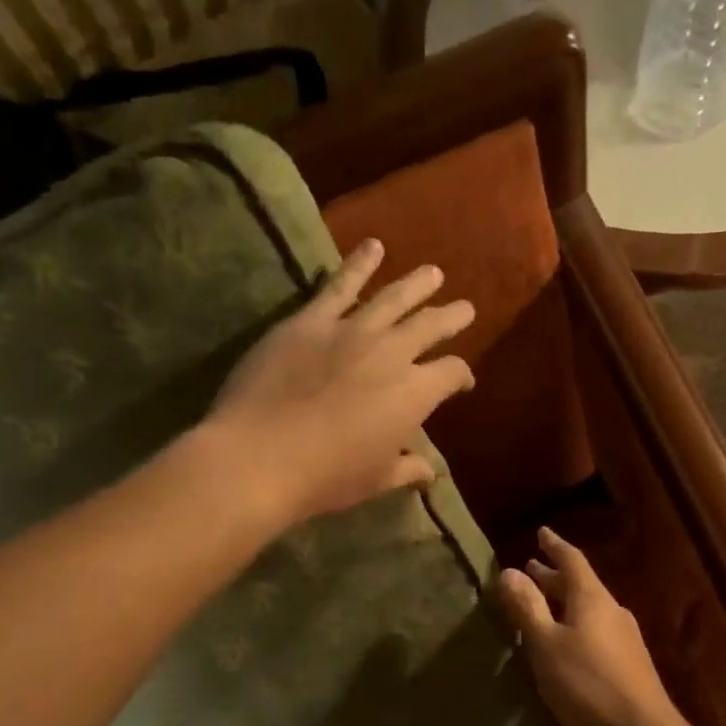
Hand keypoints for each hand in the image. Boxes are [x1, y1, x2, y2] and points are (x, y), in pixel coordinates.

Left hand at [205, 239, 474, 527]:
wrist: (261, 457)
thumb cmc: (327, 476)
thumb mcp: (376, 479)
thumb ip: (407, 469)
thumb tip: (430, 472)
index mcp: (415, 394)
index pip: (452, 373)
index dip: (462, 376)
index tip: (462, 382)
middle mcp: (392, 353)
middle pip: (431, 326)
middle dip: (451, 317)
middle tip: (465, 309)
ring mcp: (351, 330)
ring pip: (394, 297)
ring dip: (417, 284)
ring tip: (433, 273)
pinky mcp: (311, 320)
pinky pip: (341, 285)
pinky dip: (359, 263)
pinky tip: (373, 246)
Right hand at [497, 528, 684, 725]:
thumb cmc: (587, 683)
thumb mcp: (546, 645)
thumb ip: (527, 608)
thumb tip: (509, 571)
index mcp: (592, 598)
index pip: (572, 560)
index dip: (554, 545)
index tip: (541, 532)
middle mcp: (611, 610)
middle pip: (580, 584)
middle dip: (553, 576)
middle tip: (532, 568)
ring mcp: (624, 636)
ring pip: (588, 607)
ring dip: (563, 600)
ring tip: (543, 602)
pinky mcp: (628, 661)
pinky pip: (595, 628)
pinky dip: (574, 622)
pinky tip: (565, 641)